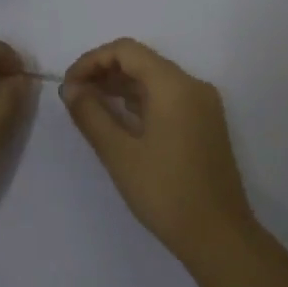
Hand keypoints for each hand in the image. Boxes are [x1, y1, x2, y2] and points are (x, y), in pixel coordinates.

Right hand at [61, 38, 256, 259]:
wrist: (218, 236)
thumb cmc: (165, 192)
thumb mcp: (119, 153)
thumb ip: (91, 114)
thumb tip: (70, 88)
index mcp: (175, 85)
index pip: (127, 50)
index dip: (92, 60)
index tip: (69, 85)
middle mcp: (193, 86)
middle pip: (142, 60)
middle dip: (105, 71)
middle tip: (75, 95)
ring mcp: (203, 105)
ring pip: (155, 79)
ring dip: (121, 85)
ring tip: (90, 105)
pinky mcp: (205, 123)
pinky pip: (168, 97)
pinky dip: (141, 100)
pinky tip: (119, 118)